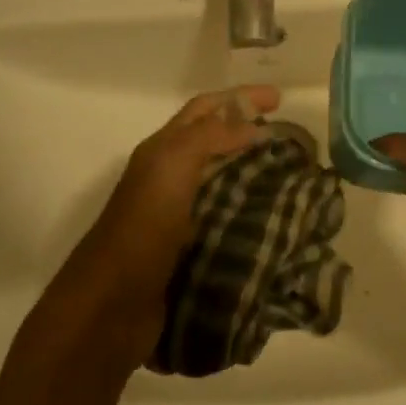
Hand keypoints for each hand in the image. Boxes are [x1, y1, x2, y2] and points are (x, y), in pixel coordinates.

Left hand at [40, 85, 279, 373]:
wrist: (112, 306)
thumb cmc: (142, 229)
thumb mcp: (172, 168)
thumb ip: (209, 138)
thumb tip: (253, 126)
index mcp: (162, 152)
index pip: (204, 110)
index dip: (240, 98)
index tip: (280, 99)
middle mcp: (169, 178)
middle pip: (213, 142)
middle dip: (249, 131)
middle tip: (291, 137)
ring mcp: (179, 215)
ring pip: (222, 180)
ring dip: (254, 171)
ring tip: (293, 175)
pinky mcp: (190, 250)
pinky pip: (227, 219)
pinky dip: (252, 212)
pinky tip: (277, 220)